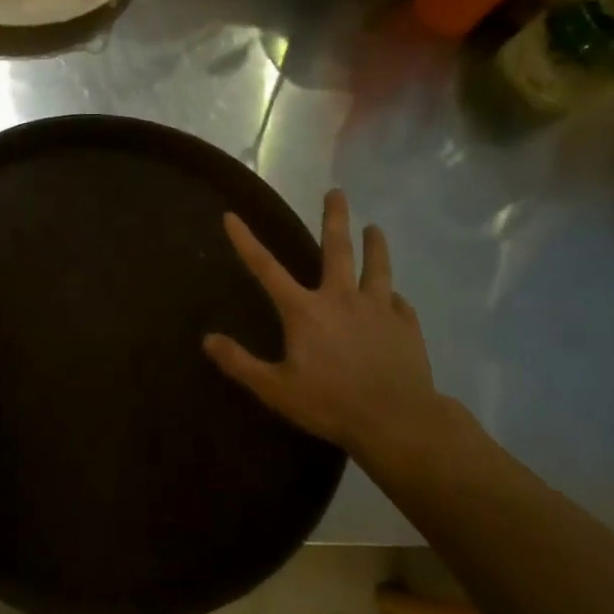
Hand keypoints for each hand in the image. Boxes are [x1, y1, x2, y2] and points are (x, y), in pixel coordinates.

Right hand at [204, 189, 442, 466]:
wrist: (397, 420)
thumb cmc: (330, 403)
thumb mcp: (275, 389)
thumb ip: (240, 363)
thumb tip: (207, 339)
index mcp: (306, 311)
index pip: (267, 269)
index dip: (246, 242)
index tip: (232, 216)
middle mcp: (342, 299)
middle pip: (338, 250)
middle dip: (335, 218)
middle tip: (337, 192)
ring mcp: (379, 310)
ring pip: (377, 268)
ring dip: (375, 246)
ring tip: (375, 228)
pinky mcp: (406, 327)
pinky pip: (399, 304)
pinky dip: (394, 297)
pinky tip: (396, 298)